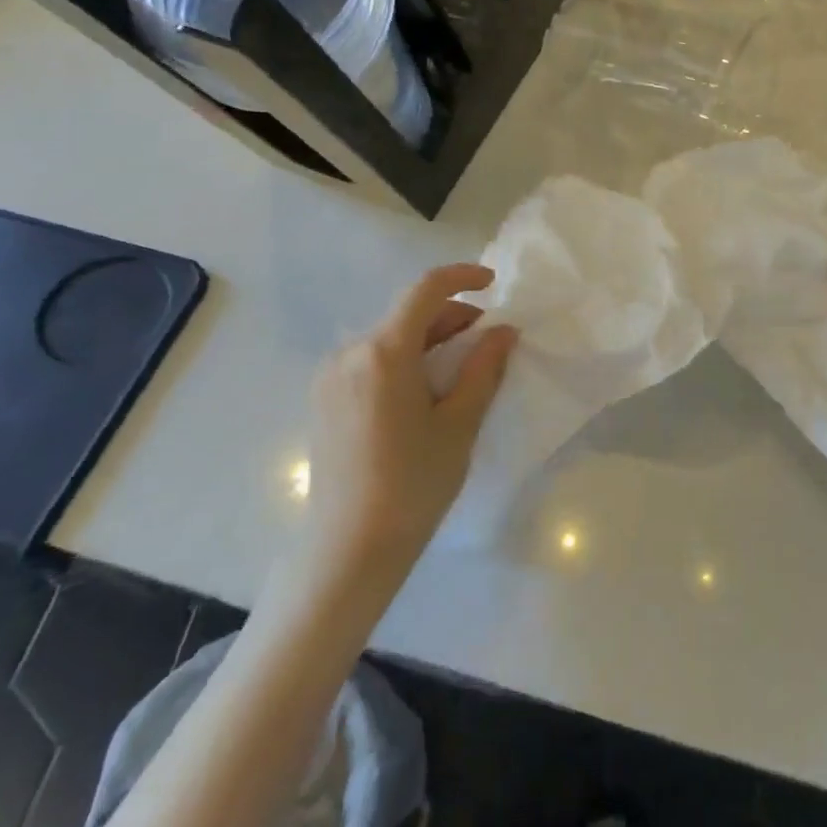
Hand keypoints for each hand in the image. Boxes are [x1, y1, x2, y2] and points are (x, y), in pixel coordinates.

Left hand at [309, 264, 516, 562]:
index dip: (462, 277)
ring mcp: (330, 376)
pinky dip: (403, 360)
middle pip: (406, 314)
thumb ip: (484, 368)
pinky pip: (369, 361)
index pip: (425, 290)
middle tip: (487, 340)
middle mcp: (349, 352)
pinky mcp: (323, 399)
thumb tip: (503, 331)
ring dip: (427, 340)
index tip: (493, 285)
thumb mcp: (459, 425)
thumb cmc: (413, 485)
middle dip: (450, 316)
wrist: (349, 550)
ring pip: (388, 338)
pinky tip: (422, 391)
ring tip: (459, 369)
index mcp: (383, 352)